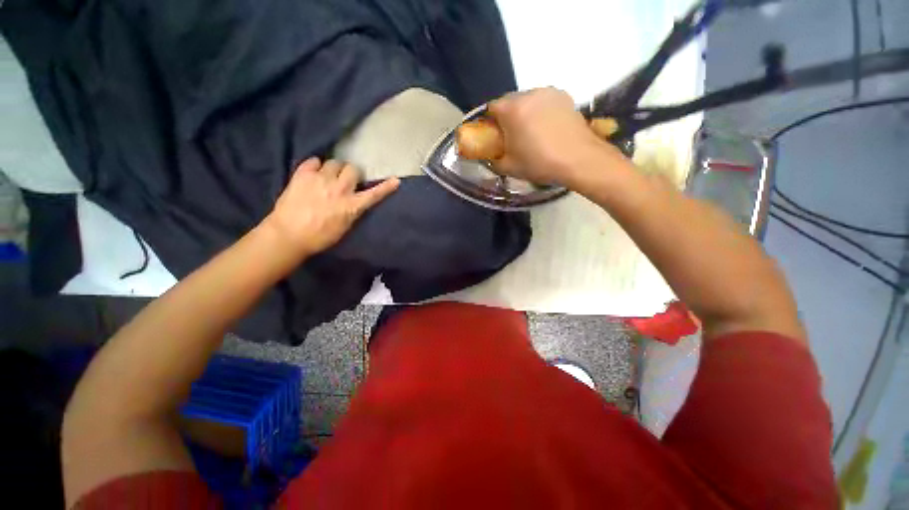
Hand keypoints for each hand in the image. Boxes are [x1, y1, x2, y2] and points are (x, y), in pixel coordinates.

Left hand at [264, 158, 398, 258]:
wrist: (289, 235)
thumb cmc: (320, 237)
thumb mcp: (345, 227)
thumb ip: (353, 210)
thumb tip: (356, 200)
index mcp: (352, 206)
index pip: (374, 194)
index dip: (386, 187)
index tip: (396, 180)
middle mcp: (339, 189)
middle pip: (352, 168)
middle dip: (351, 173)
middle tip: (345, 180)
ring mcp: (320, 179)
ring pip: (334, 162)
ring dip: (334, 169)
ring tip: (327, 177)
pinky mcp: (303, 174)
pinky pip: (314, 161)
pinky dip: (316, 166)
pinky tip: (313, 174)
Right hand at [488, 87, 616, 186]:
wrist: (579, 160)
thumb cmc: (539, 163)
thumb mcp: (509, 167)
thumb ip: (494, 159)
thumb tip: (492, 156)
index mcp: (512, 109)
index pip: (491, 108)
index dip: (489, 123)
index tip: (493, 137)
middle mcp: (529, 94)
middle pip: (509, 102)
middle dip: (507, 117)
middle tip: (512, 137)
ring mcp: (549, 93)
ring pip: (528, 101)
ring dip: (524, 114)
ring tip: (531, 134)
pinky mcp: (564, 97)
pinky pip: (544, 102)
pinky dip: (541, 112)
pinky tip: (547, 130)